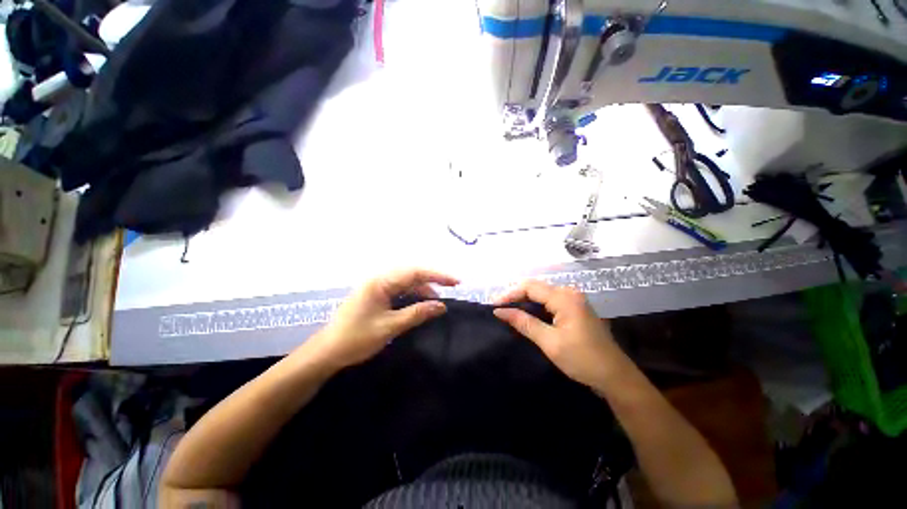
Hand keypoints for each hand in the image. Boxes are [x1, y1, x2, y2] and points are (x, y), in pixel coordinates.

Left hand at [307, 268, 458, 370]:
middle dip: (433, 279)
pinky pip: (400, 290)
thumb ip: (417, 313)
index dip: (437, 275)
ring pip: (407, 282)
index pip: (415, 272)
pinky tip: (422, 303)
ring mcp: (377, 287)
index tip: (456, 282)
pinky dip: (413, 296)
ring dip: (423, 289)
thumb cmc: (356, 338)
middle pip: (412, 274)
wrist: (327, 352)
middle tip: (452, 287)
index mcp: (381, 282)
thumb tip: (442, 306)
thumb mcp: (390, 326)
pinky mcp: (377, 296)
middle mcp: (380, 279)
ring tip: (439, 300)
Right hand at [493, 280, 626, 388]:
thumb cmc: (582, 359)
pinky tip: (526, 313)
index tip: (494, 306)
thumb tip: (499, 311)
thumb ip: (524, 323)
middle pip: (536, 287)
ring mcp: (574, 300)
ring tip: (508, 310)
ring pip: (542, 293)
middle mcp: (569, 293)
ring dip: (524, 300)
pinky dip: (535, 306)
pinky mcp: (575, 308)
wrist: (615, 377)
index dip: (510, 294)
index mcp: (564, 298)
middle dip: (516, 296)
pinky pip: (549, 300)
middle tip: (499, 308)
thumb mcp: (550, 342)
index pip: (530, 287)